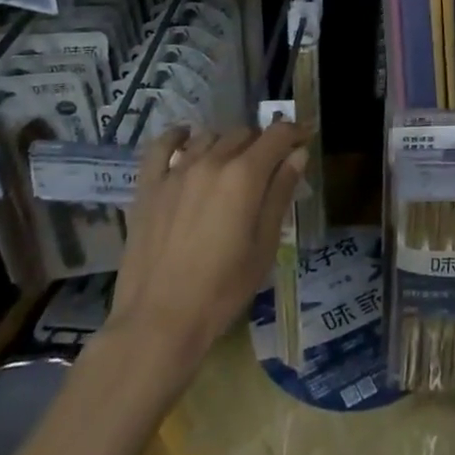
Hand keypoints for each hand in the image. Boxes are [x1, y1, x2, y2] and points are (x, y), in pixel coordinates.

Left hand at [106, 123, 307, 380]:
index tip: (304, 138)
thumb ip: (280, 193)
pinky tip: (186, 138)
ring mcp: (177, 171)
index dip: (295, 132)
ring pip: (209, 137)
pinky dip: (177, 136)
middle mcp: (212, 161)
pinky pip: (162, 146)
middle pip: (244, 133)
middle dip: (262, 143)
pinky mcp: (149, 185)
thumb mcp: (264, 246)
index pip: (277, 135)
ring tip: (231, 166)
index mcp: (244, 176)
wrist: (159, 321)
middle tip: (268, 167)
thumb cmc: (222, 290)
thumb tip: (299, 154)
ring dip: (227, 144)